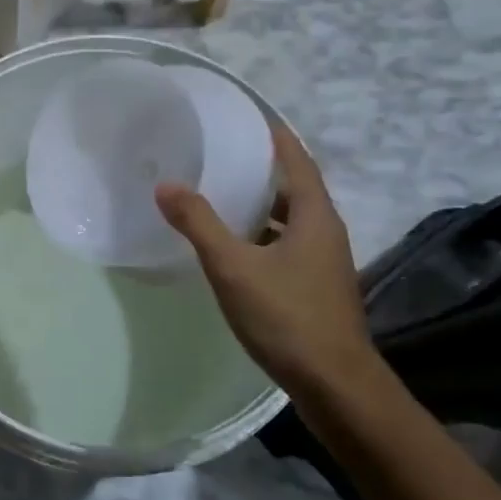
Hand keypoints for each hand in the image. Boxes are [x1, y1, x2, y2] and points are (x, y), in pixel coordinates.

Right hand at [156, 125, 380, 406]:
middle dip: (261, 169)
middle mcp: (326, 231)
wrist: (334, 384)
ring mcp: (324, 262)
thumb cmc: (287, 317)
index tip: (247, 114)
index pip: (296, 159)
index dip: (274, 135)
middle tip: (221, 153)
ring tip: (219, 195)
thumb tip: (166, 185)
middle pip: (294, 188)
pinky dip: (261, 236)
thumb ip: (199, 224)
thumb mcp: (234, 267)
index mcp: (315, 216)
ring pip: (289, 220)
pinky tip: (232, 248)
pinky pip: (286, 245)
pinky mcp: (316, 287)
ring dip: (259, 206)